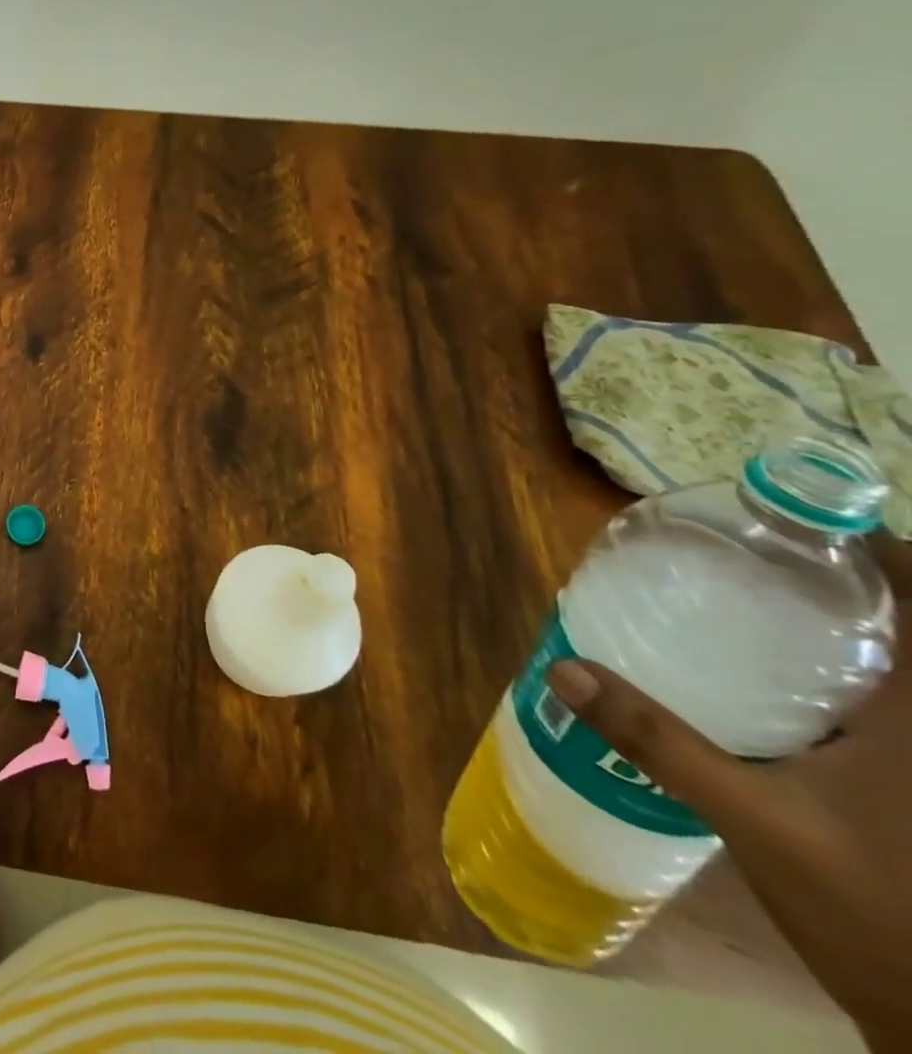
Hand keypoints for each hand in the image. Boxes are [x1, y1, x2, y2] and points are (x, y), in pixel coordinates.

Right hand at [545, 534, 911, 1044]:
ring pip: (907, 669)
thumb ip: (659, 742)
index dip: (879, 549)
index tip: (797, 519)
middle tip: (758, 555)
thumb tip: (563, 670)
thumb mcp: (756, 824)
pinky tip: (785, 686)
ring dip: (856, 628)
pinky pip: (892, 708)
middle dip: (850, 581)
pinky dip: (854, 678)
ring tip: (763, 602)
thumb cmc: (887, 921)